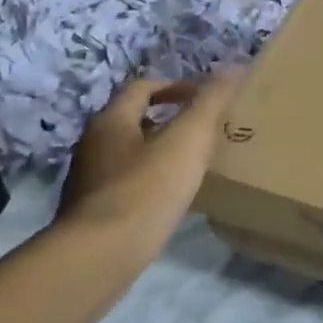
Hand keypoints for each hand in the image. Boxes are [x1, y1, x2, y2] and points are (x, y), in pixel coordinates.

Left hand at [53, 70, 241, 273]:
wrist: (100, 256)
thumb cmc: (147, 189)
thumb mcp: (188, 139)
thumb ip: (211, 102)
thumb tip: (234, 66)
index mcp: (111, 120)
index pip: (143, 87)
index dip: (176, 86)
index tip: (206, 98)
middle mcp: (92, 144)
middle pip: (133, 119)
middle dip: (168, 119)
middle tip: (203, 131)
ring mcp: (88, 181)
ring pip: (128, 154)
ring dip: (158, 152)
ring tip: (192, 166)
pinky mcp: (91, 213)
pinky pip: (126, 185)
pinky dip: (149, 182)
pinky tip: (170, 200)